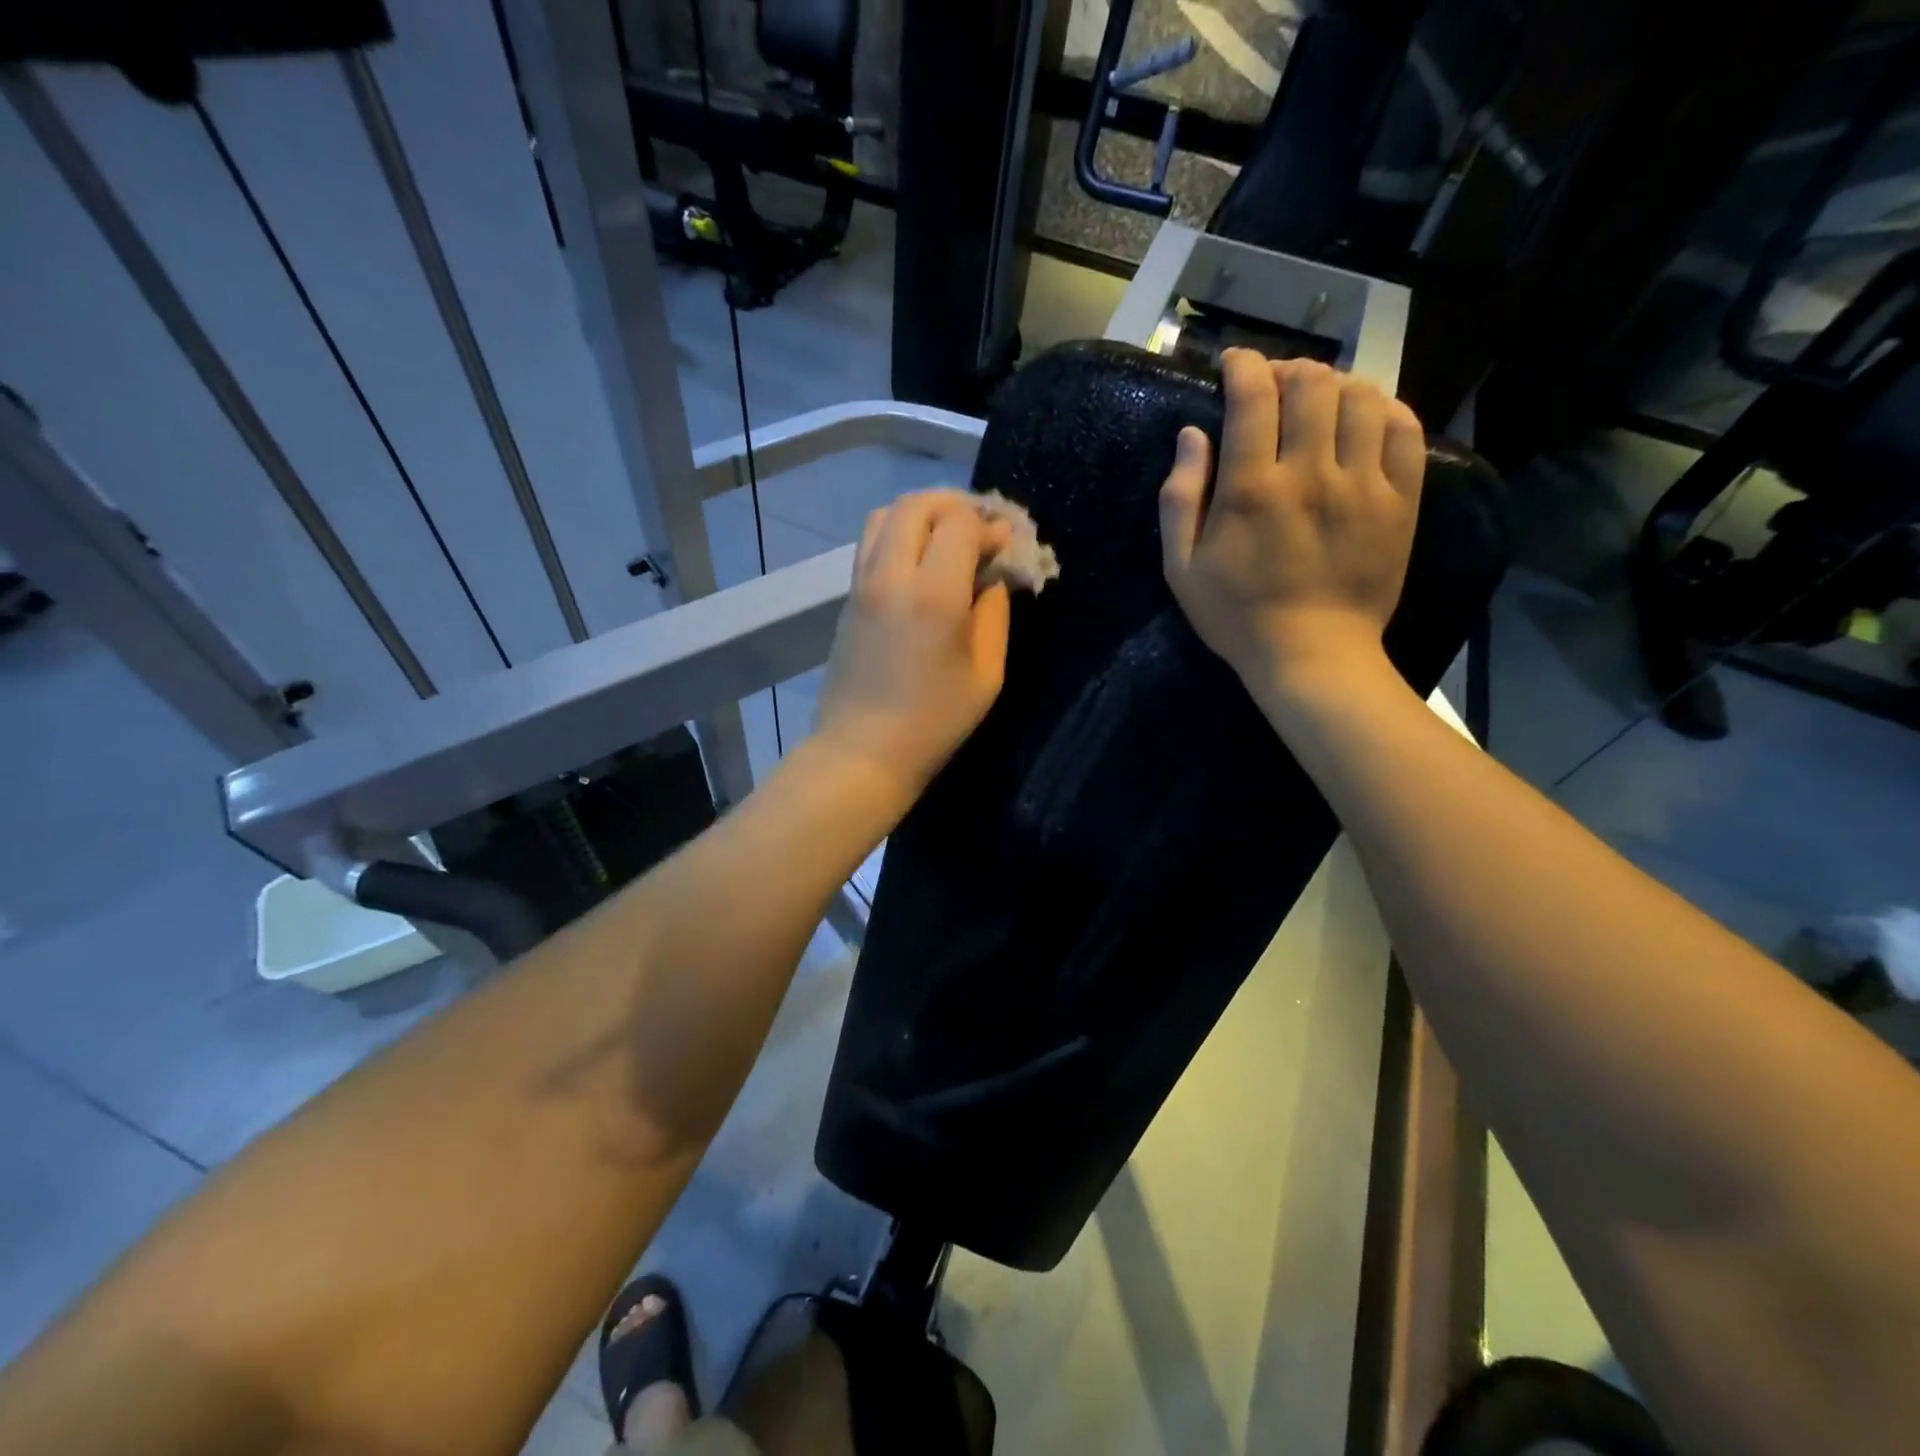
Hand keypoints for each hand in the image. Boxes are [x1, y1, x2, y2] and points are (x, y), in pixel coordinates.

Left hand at [810, 489, 1012, 801]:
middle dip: (956, 506)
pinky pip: (871, 542)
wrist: (862, 751)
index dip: (991, 527)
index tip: (1007, 550)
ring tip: (949, 539)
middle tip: (982, 530)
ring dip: (923, 514)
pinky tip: (922, 562)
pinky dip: (900, 533)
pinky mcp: (848, 597)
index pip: (961, 523)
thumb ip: (995, 613)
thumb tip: (994, 577)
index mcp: (933, 594)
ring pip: (886, 515)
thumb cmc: (934, 722)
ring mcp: (861, 583)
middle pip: (918, 504)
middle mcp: (891, 575)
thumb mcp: (986, 673)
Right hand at [1159, 350, 1425, 696]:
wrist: (1313, 655)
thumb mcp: (1181, 569)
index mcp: (1252, 489)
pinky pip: (1404, 429)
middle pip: (1311, 384)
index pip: (1253, 397)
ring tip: (1320, 401)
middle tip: (1275, 385)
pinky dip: (1384, 409)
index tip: (1234, 364)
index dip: (1243, 366)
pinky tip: (1365, 419)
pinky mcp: (1399, 500)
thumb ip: (1179, 499)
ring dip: (1335, 385)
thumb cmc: (1237, 616)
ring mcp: (1362, 484)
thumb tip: (1192, 435)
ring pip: (1360, 397)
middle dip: (1289, 370)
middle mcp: (1310, 473)